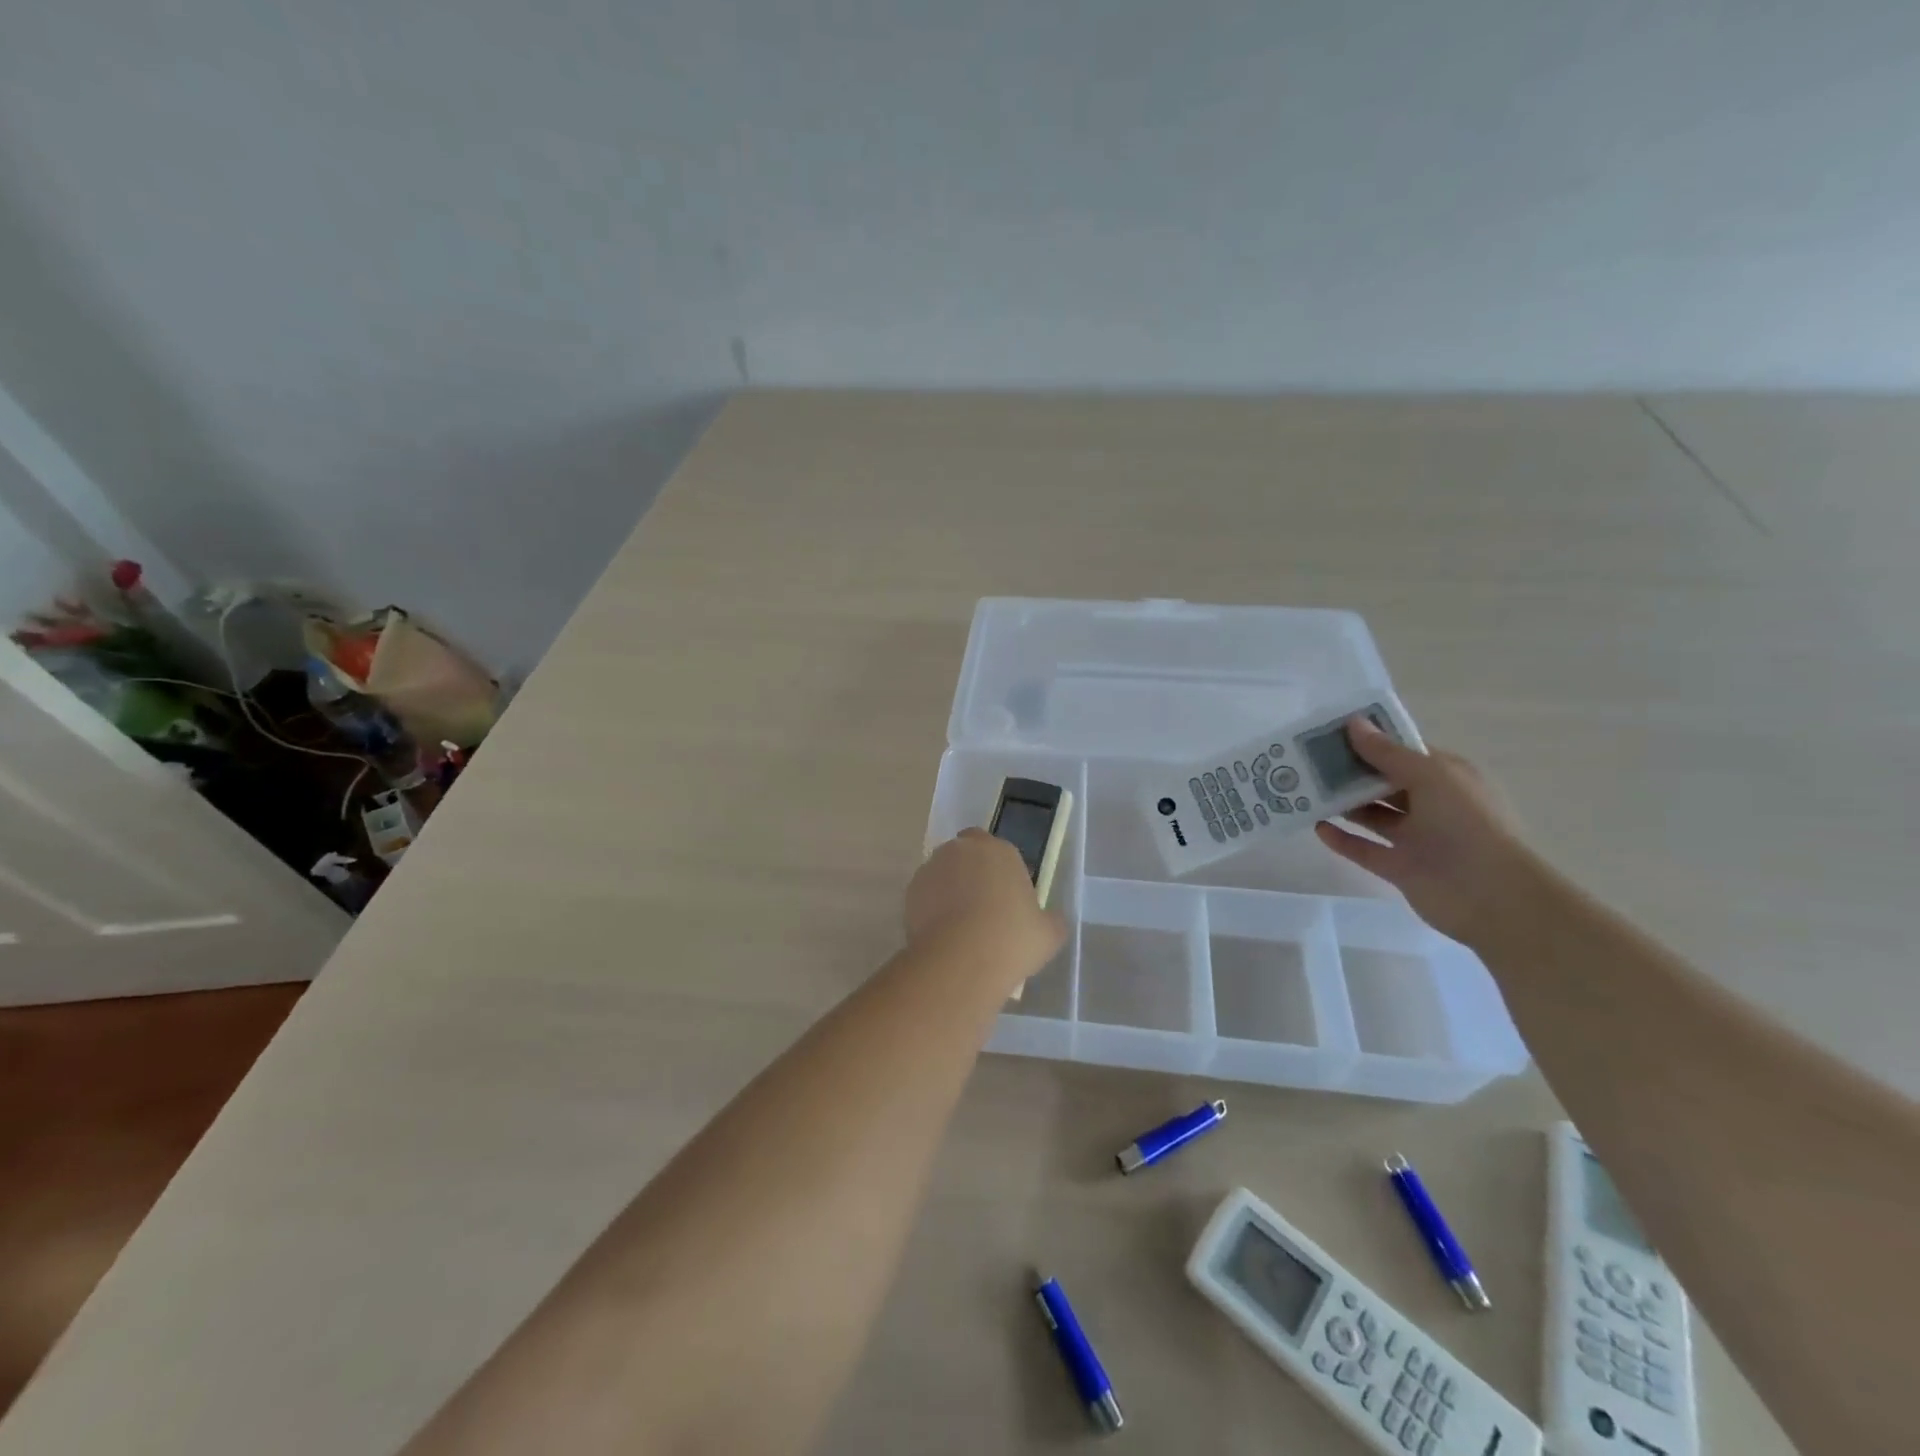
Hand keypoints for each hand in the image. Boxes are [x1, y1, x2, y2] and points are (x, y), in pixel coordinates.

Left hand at [906, 830, 1066, 991]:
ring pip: (943, 873)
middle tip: (982, 908)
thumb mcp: (1049, 934)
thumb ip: (1051, 920)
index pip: (997, 848)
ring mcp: (932, 868)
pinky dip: (931, 908)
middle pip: (966, 854)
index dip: (1000, 870)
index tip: (1006, 897)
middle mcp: (962, 850)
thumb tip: (1050, 920)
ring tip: (959, 926)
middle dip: (971, 873)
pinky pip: (925, 895)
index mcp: (1000, 850)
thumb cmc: (1012, 940)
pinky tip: (942, 936)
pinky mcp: (910, 891)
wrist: (961, 961)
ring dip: (949, 889)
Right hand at [1315, 718, 1541, 944]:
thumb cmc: (1467, 824)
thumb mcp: (1430, 776)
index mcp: (1447, 778)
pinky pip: (1365, 849)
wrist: (1492, 896)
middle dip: (1351, 771)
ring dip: (1343, 804)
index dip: (1371, 741)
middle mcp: (1432, 804)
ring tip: (1305, 790)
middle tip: (1308, 760)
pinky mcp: (1400, 867)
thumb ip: (1387, 753)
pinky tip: (1316, 827)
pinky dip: (1342, 839)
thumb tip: (1353, 723)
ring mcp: (1416, 838)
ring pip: (1373, 815)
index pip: (1404, 752)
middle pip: (1384, 782)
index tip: (1330, 732)